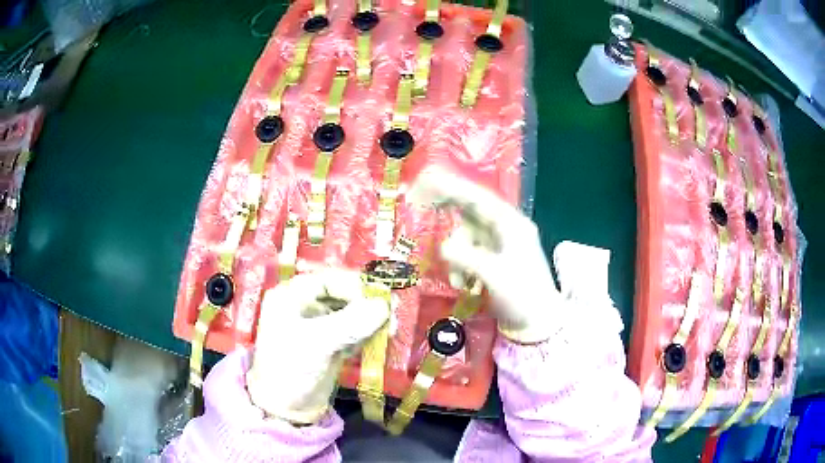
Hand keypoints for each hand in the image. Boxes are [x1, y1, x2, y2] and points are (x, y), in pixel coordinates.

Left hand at [246, 269, 388, 423]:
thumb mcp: (317, 343)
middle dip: (365, 304)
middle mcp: (303, 306)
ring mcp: (317, 326)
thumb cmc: (291, 368)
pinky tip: (379, 339)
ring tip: (390, 329)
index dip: (355, 287)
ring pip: (349, 314)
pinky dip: (366, 334)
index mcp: (291, 297)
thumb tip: (384, 306)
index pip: (328, 281)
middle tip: (391, 314)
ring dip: (369, 320)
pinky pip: (352, 331)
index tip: (381, 298)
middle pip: (341, 296)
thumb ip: (351, 323)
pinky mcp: (329, 344)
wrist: (285, 409)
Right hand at [409, 170, 613, 342]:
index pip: (478, 198)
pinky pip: (469, 254)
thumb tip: (443, 246)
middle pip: (471, 213)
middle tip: (422, 208)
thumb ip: (467, 257)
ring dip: (457, 258)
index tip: (427, 181)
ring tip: (460, 284)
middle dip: (449, 219)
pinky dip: (462, 267)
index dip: (452, 188)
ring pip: (466, 237)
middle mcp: (506, 228)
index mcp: (512, 224)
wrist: (538, 324)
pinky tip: (466, 287)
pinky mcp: (493, 259)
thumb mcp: (495, 275)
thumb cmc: (523, 297)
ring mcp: (499, 244)